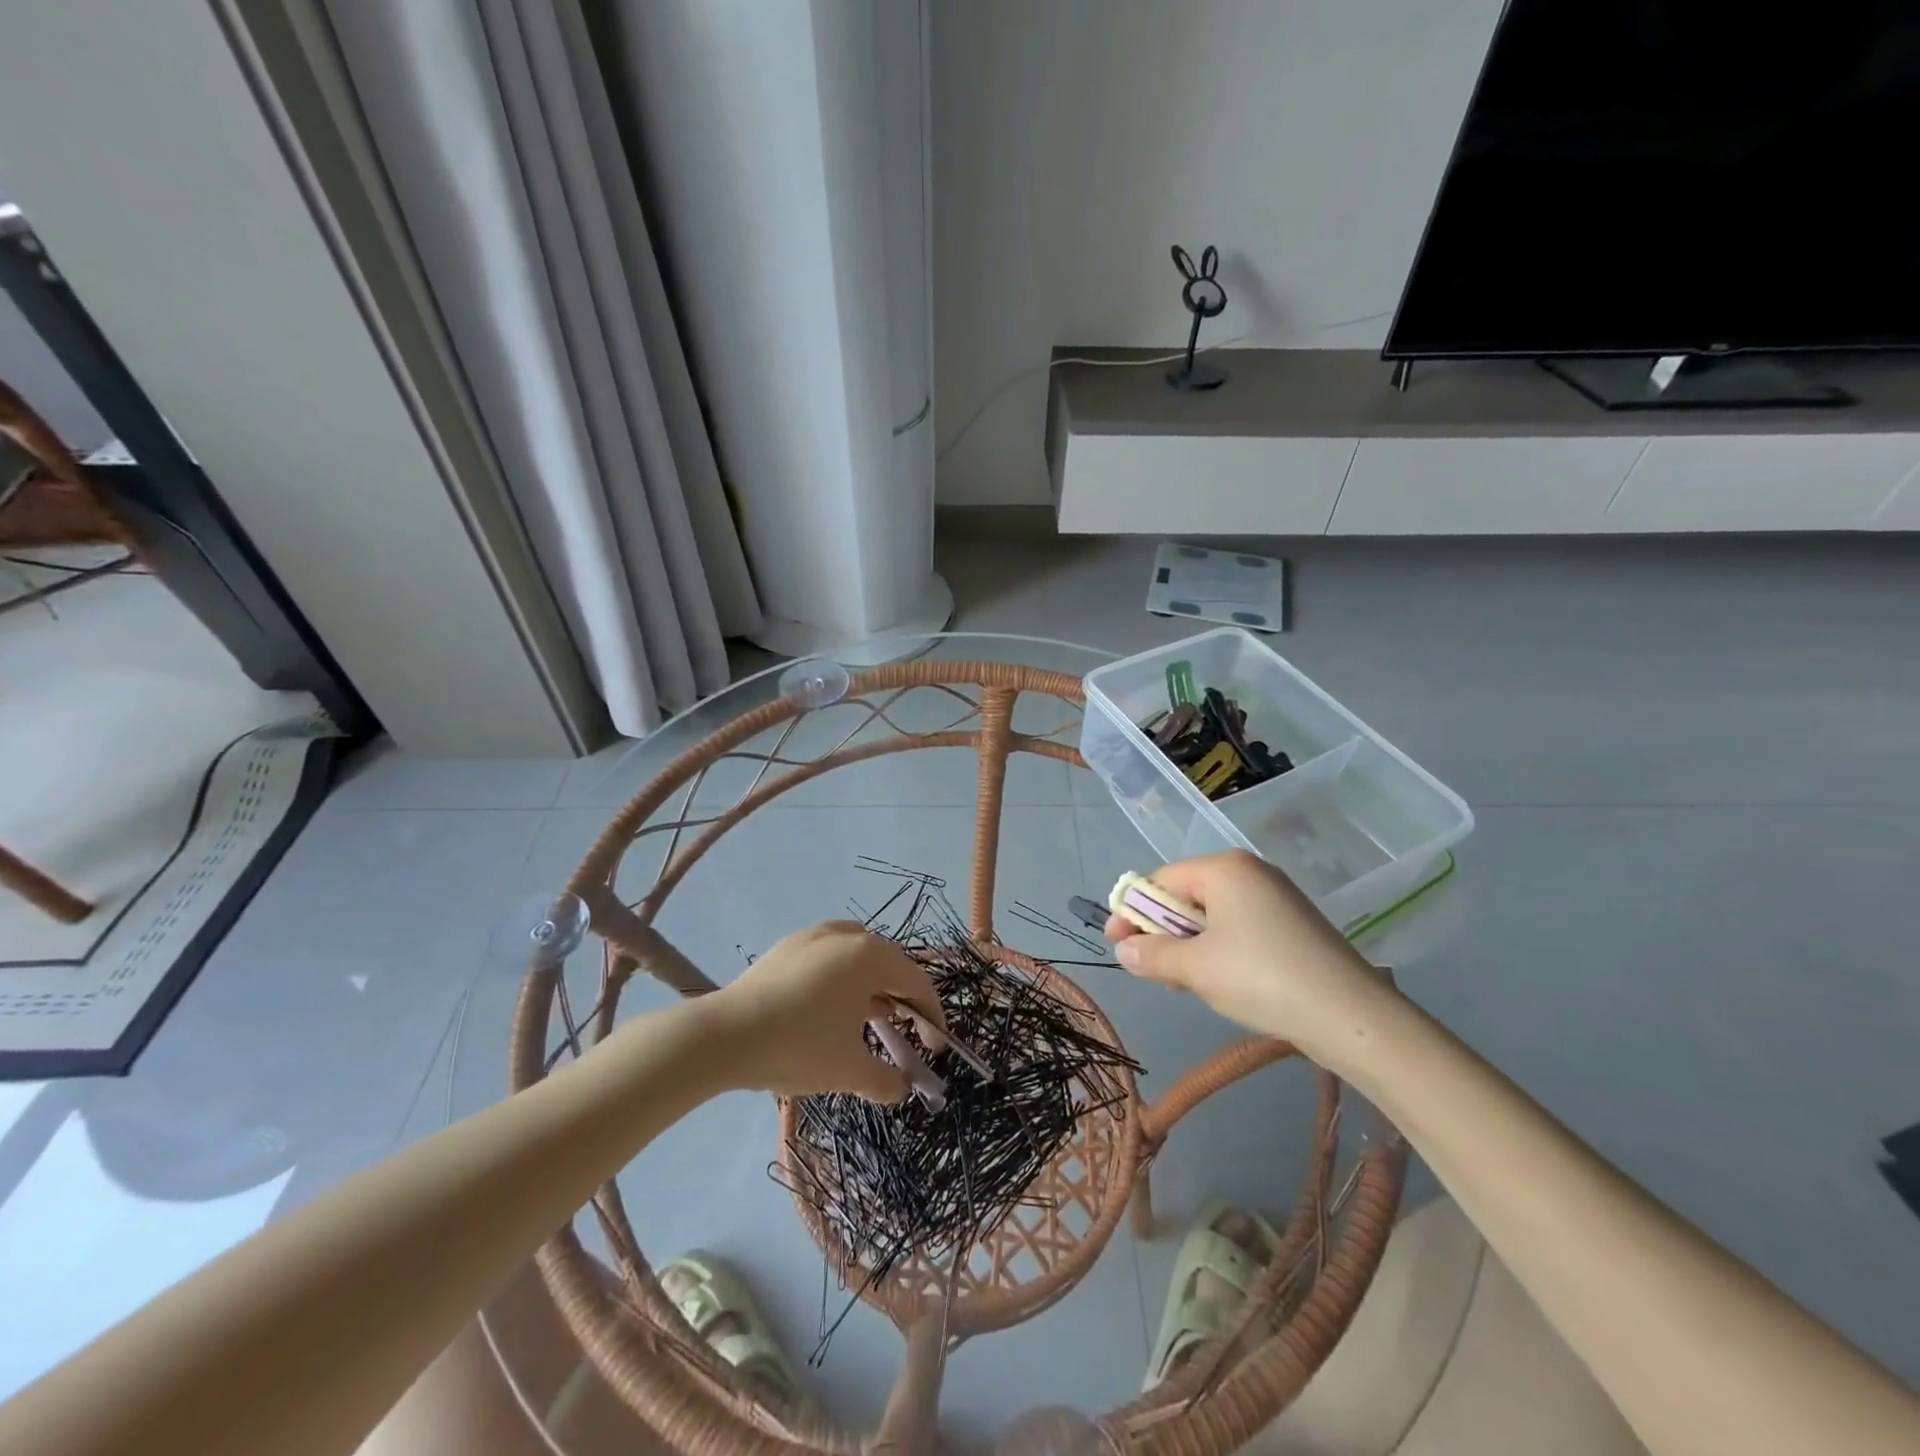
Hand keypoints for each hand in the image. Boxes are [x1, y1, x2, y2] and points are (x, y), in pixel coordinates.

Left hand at [709, 921, 945, 1101]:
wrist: (724, 1036)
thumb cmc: (799, 1046)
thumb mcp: (849, 1071)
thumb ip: (886, 1080)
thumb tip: (900, 1088)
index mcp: (870, 956)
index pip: (917, 983)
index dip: (932, 1017)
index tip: (936, 1048)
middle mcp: (847, 935)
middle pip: (890, 965)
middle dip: (903, 1001)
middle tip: (905, 1034)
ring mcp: (814, 935)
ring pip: (859, 958)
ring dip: (873, 988)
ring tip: (869, 1021)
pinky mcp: (788, 946)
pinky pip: (830, 958)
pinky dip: (843, 980)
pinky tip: (829, 1009)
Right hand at [1103, 851, 1395, 1065]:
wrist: (1352, 1017)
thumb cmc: (1261, 978)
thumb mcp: (1194, 968)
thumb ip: (1151, 954)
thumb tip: (1125, 950)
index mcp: (1223, 868)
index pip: (1161, 880)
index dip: (1133, 912)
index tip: (1116, 945)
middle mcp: (1250, 872)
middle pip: (1186, 895)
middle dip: (1163, 932)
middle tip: (1152, 970)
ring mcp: (1276, 897)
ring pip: (1212, 916)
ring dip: (1189, 946)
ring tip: (1186, 983)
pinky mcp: (1293, 925)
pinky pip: (1240, 928)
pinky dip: (1220, 951)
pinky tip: (1221, 982)